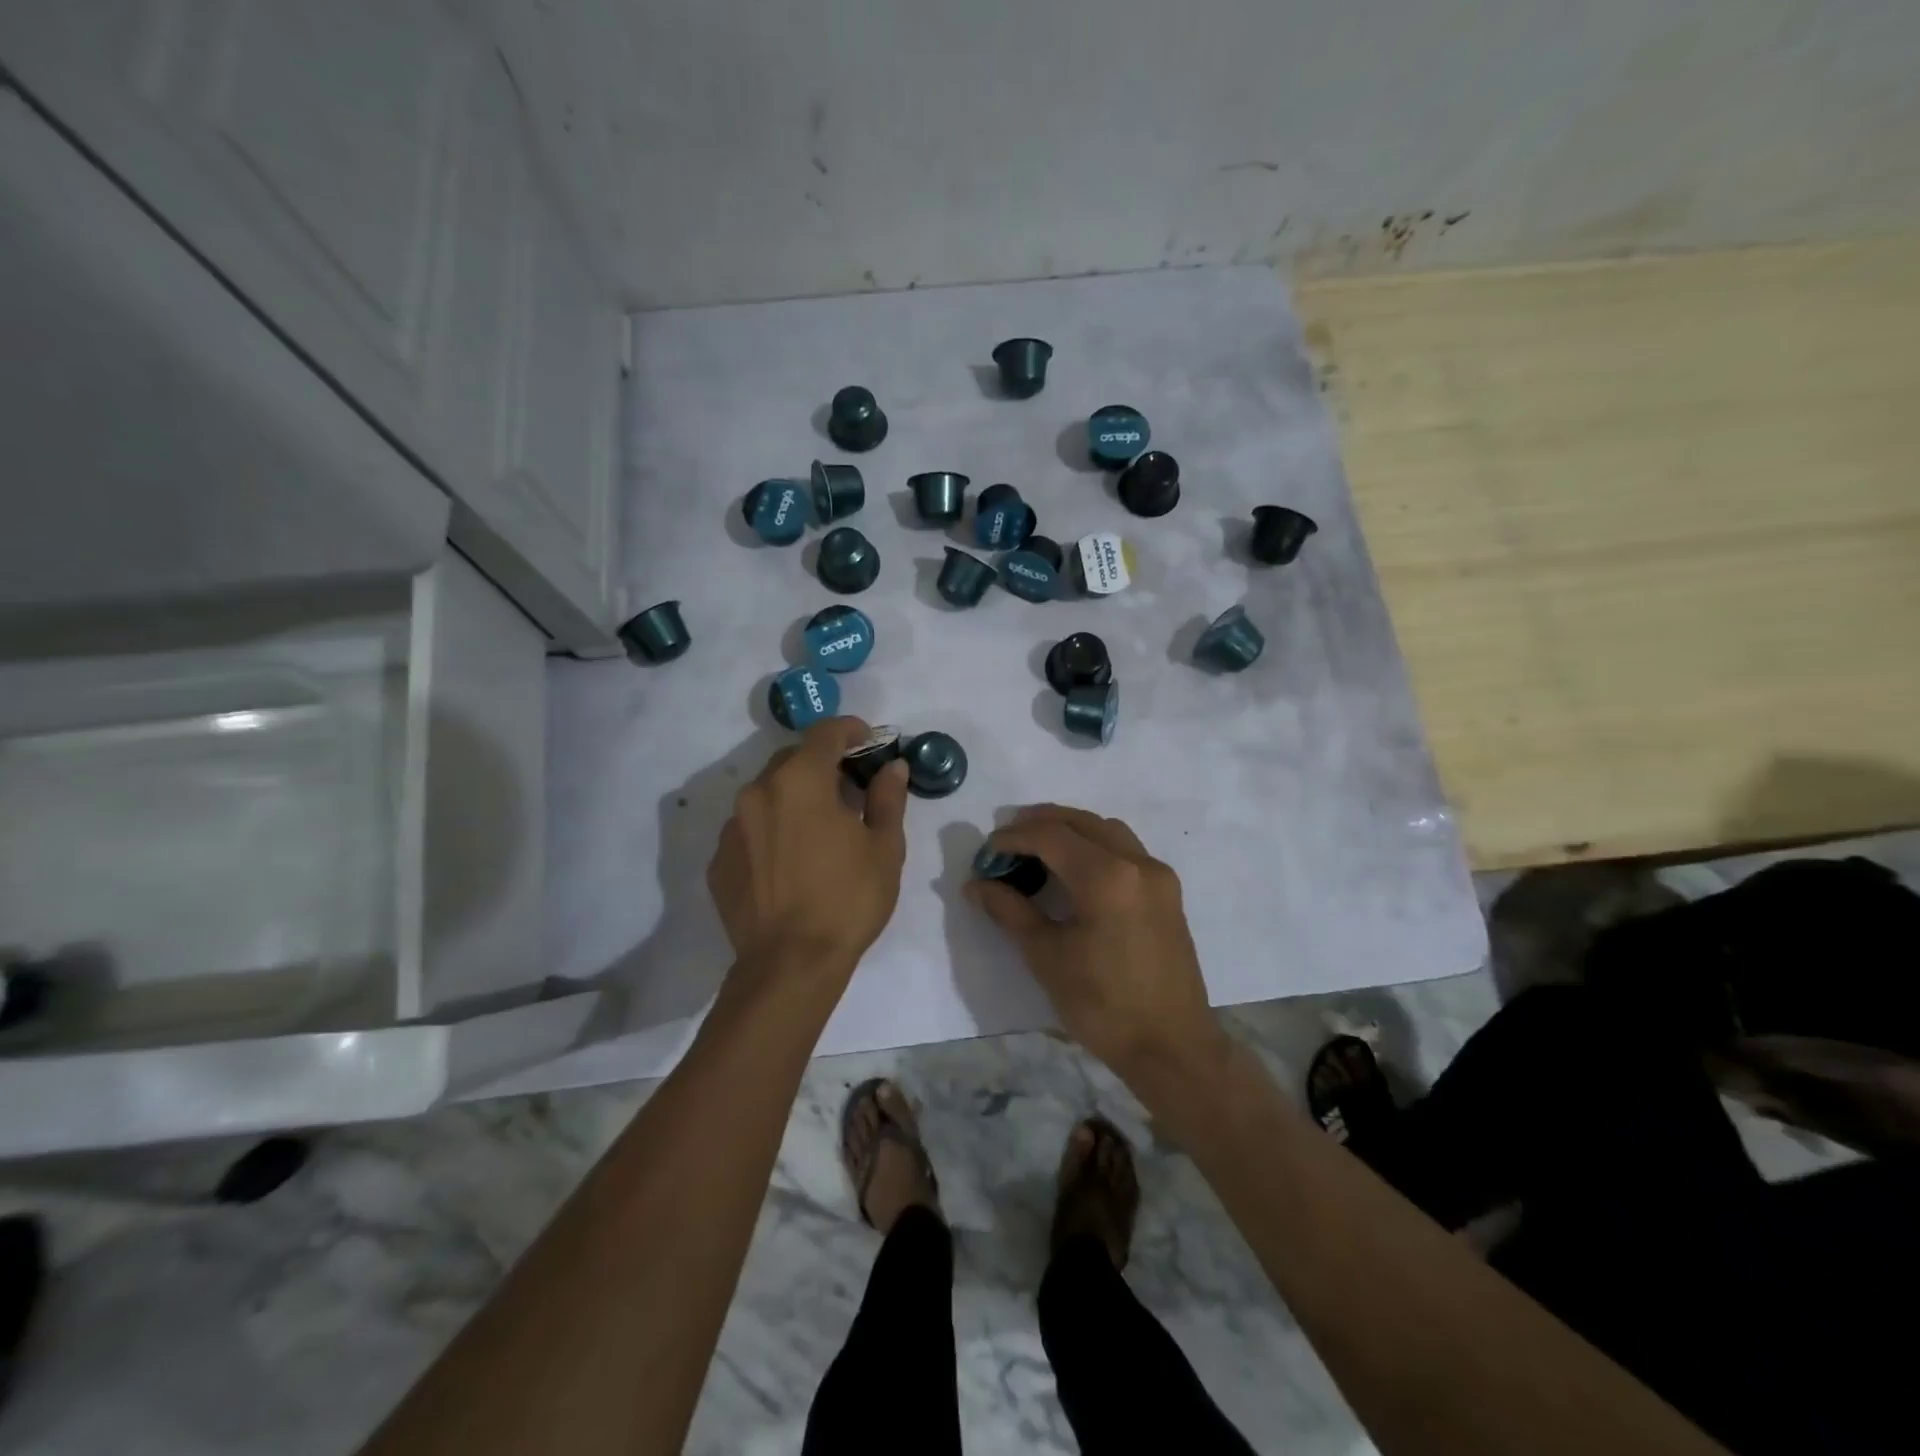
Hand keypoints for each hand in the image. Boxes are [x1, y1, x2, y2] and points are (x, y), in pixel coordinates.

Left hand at [707, 718, 908, 989]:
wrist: (789, 966)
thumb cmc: (847, 900)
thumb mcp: (884, 848)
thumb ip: (887, 798)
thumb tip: (893, 767)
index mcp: (800, 781)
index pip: (824, 733)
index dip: (850, 730)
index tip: (868, 740)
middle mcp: (758, 792)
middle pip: (793, 759)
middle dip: (822, 764)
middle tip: (849, 789)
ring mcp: (732, 827)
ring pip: (768, 793)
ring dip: (795, 796)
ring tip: (819, 827)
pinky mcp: (719, 860)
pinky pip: (750, 828)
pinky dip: (772, 829)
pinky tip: (791, 860)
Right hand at [966, 805, 1225, 1078]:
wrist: (1172, 1048)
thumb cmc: (1103, 1005)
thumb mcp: (1046, 957)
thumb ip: (1010, 910)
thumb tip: (976, 884)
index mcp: (1107, 877)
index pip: (1050, 835)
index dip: (1013, 837)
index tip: (986, 852)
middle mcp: (1137, 862)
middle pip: (1081, 821)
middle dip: (1040, 823)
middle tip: (1006, 840)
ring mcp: (1158, 875)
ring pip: (1107, 830)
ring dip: (1070, 829)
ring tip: (1037, 849)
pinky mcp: (1168, 891)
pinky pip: (1126, 848)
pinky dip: (1094, 845)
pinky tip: (1074, 870)